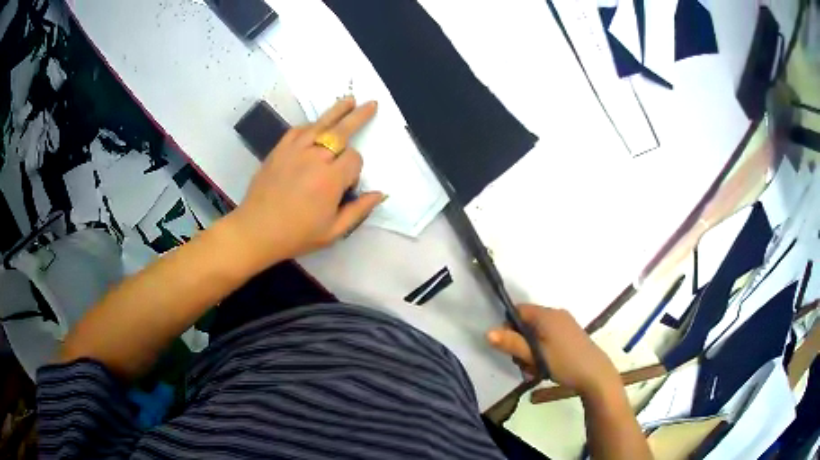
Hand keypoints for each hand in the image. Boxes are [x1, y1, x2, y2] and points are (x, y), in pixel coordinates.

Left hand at [230, 97, 384, 265]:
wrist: (256, 231)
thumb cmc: (296, 235)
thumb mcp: (333, 232)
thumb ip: (358, 211)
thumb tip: (380, 194)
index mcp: (330, 180)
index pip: (354, 159)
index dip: (356, 169)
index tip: (347, 184)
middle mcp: (315, 158)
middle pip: (342, 131)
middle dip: (359, 117)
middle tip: (371, 104)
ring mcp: (295, 151)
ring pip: (321, 124)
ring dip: (338, 111)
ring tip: (349, 100)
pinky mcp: (279, 150)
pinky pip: (298, 130)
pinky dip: (310, 125)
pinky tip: (317, 123)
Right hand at [487, 305, 620, 396]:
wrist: (595, 374)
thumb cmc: (564, 362)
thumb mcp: (535, 355)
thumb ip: (511, 343)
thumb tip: (487, 332)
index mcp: (547, 315)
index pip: (518, 311)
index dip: (508, 327)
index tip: (508, 347)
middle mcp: (556, 314)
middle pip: (527, 323)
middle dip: (520, 344)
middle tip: (523, 363)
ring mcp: (565, 324)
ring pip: (537, 333)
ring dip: (531, 351)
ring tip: (535, 370)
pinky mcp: (571, 335)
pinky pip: (549, 338)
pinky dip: (542, 351)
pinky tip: (545, 367)